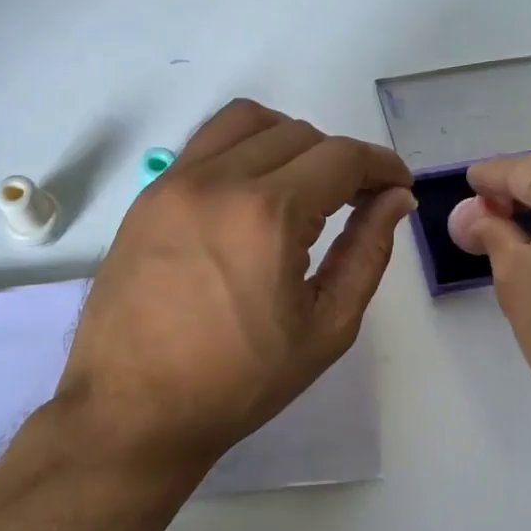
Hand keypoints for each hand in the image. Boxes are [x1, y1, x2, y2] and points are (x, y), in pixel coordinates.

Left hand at [57, 99, 414, 474]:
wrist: (133, 409)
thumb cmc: (238, 381)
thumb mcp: (325, 328)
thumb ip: (367, 254)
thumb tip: (394, 200)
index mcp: (268, 215)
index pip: (342, 157)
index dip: (382, 165)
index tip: (397, 187)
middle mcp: (219, 180)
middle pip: (299, 134)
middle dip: (340, 160)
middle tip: (354, 201)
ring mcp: (175, 183)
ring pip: (247, 121)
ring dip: (289, 140)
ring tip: (301, 185)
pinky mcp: (148, 196)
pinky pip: (205, 144)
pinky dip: (242, 150)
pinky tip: (249, 196)